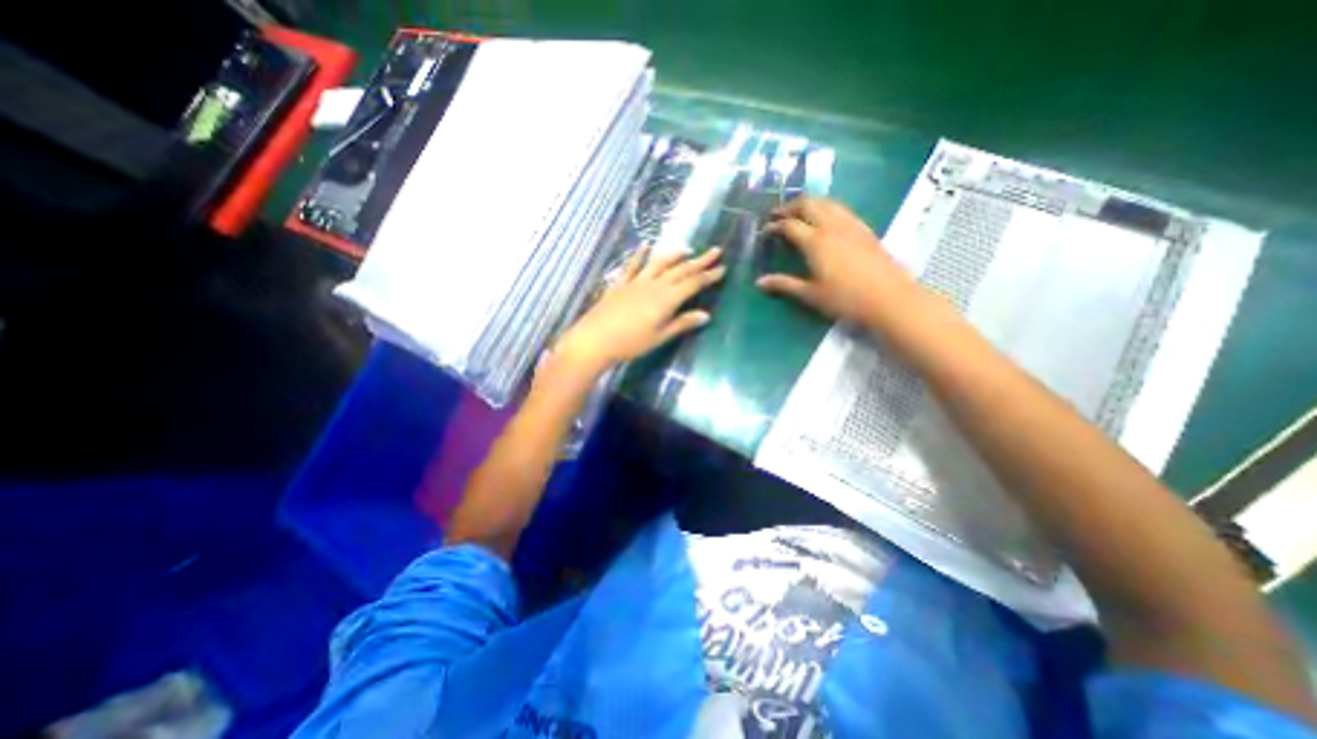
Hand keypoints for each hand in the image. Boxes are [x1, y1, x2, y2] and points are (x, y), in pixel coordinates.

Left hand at [552, 246, 724, 373]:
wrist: (595, 339)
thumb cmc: (631, 343)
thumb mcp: (660, 336)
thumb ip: (682, 323)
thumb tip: (705, 315)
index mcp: (667, 299)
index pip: (693, 283)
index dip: (708, 276)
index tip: (722, 268)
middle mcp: (654, 285)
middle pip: (680, 270)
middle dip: (699, 261)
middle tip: (715, 251)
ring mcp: (636, 282)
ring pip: (660, 263)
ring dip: (675, 255)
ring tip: (688, 249)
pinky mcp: (621, 284)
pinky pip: (633, 266)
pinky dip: (640, 255)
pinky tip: (645, 245)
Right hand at [757, 196, 917, 324]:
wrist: (889, 298)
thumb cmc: (845, 299)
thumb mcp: (810, 295)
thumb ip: (784, 285)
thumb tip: (759, 282)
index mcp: (815, 242)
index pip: (789, 225)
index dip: (774, 226)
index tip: (764, 232)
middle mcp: (831, 226)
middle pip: (807, 204)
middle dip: (789, 206)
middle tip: (777, 215)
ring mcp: (851, 224)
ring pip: (826, 202)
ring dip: (808, 203)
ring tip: (798, 212)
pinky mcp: (864, 228)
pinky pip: (841, 208)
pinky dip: (826, 207)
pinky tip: (825, 219)